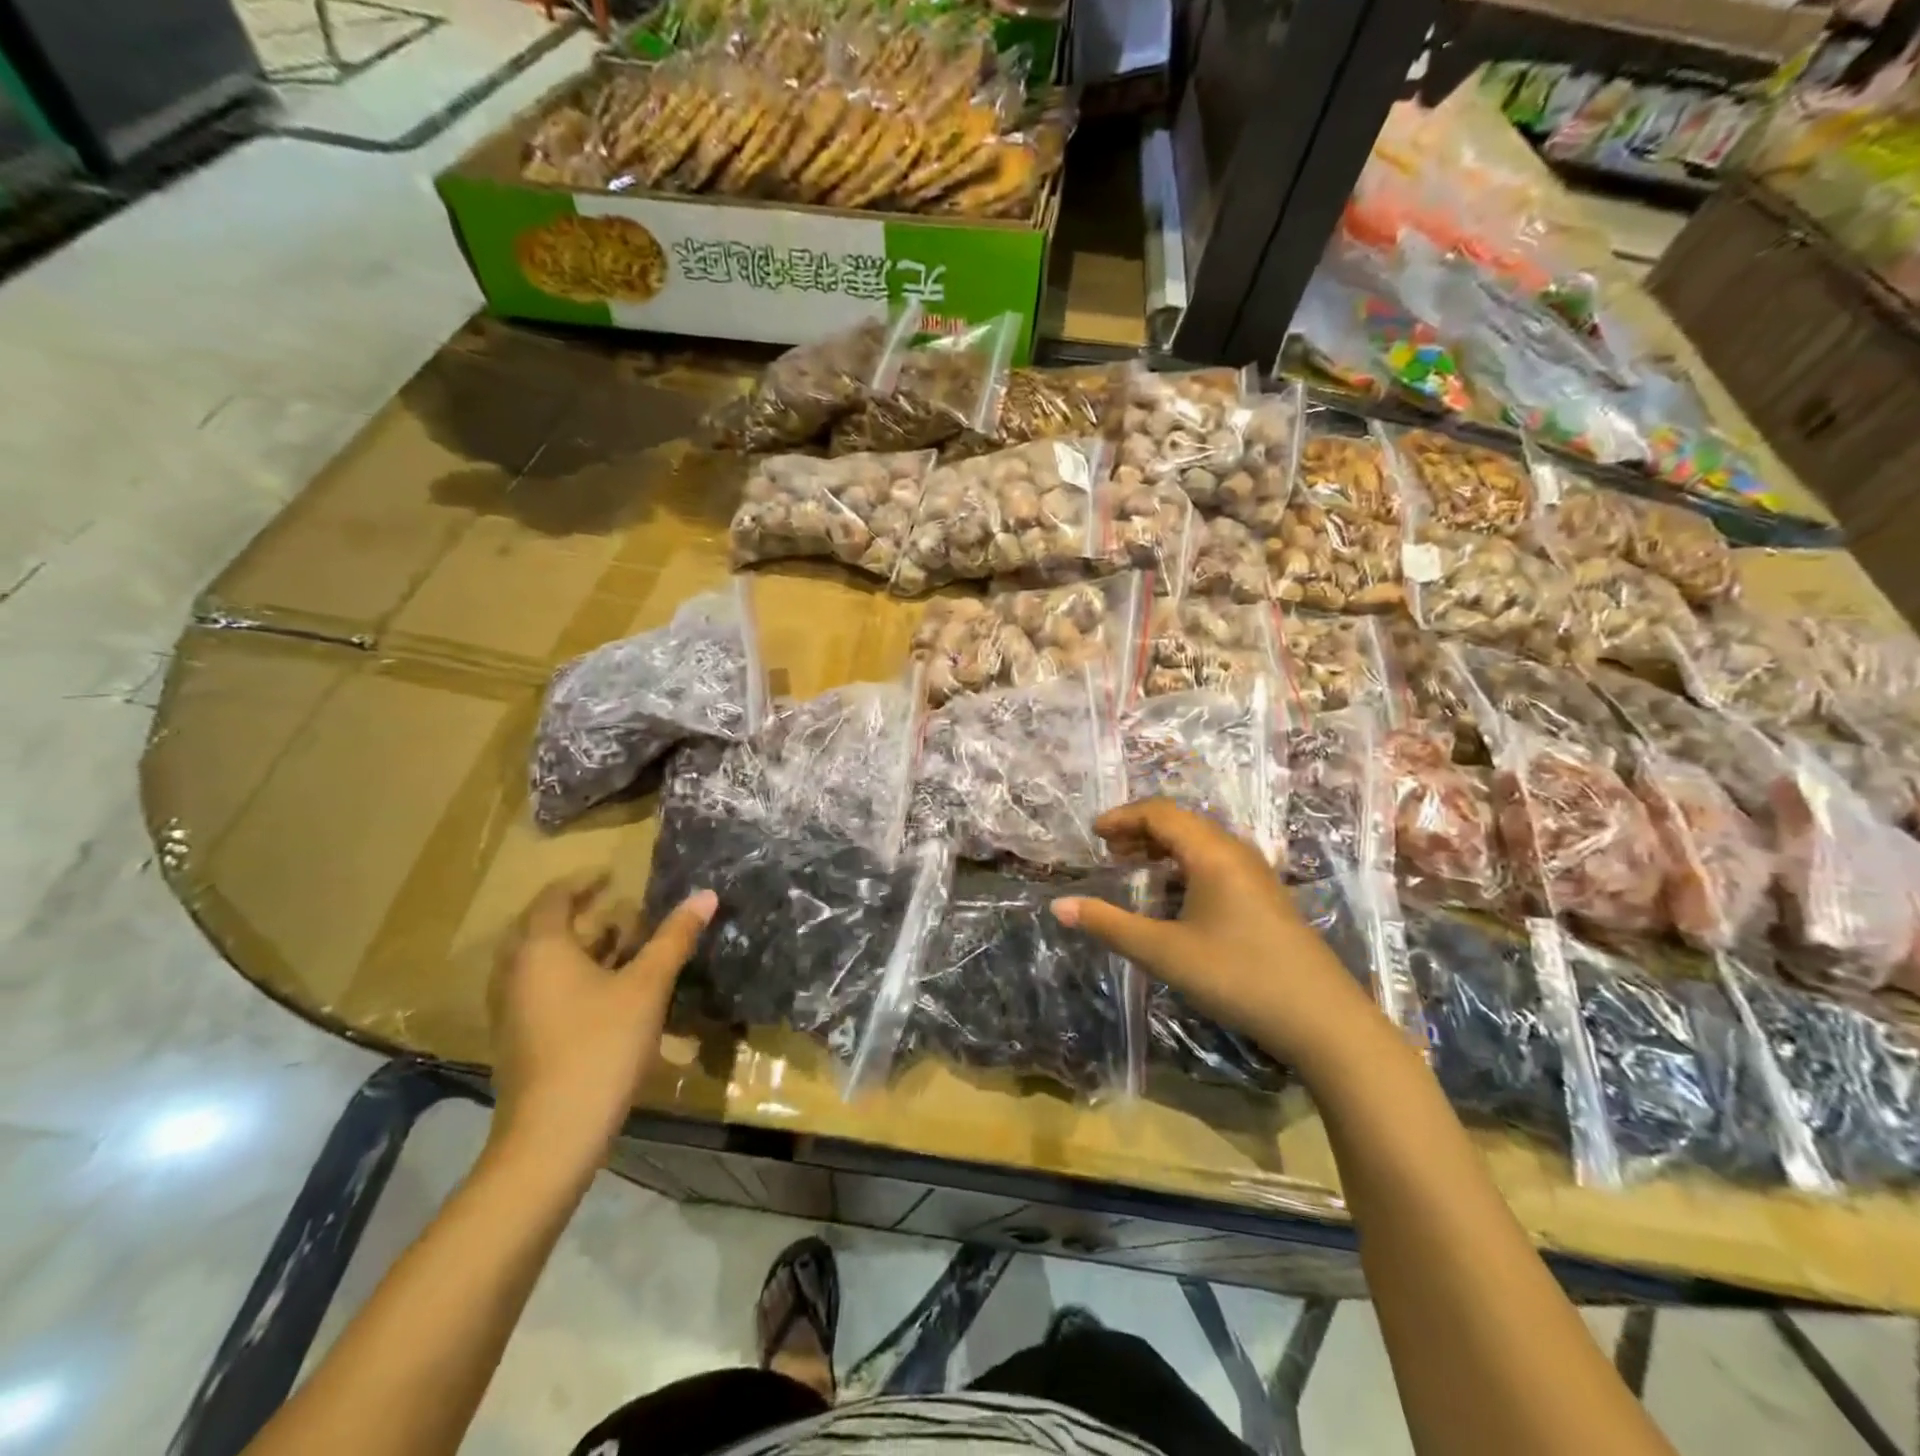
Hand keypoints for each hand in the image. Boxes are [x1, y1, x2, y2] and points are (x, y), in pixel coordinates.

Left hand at [487, 873, 715, 1177]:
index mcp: (541, 949)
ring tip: (622, 947)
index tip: (612, 875)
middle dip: (582, 915)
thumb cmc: (601, 1046)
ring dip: (579, 948)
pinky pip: (542, 989)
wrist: (552, 1136)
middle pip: (543, 928)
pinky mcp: (518, 1039)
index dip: (583, 882)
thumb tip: (705, 895)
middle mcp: (516, 972)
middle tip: (621, 911)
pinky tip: (608, 993)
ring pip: (543, 962)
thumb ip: (674, 938)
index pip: (554, 898)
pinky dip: (571, 977)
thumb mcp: (647, 986)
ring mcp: (512, 1009)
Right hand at [1051, 800, 1381, 1068]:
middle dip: (1140, 830)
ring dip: (1163, 848)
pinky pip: (1216, 862)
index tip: (1093, 834)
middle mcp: (1235, 852)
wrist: (1322, 1019)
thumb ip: (1110, 926)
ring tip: (1134, 868)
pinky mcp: (1265, 896)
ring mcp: (1256, 874)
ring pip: (1201, 842)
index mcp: (1212, 853)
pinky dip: (1184, 865)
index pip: (1160, 813)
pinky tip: (1174, 896)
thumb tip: (1058, 906)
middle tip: (1109, 852)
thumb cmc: (1237, 976)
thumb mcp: (1164, 953)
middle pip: (1181, 822)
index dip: (1123, 817)